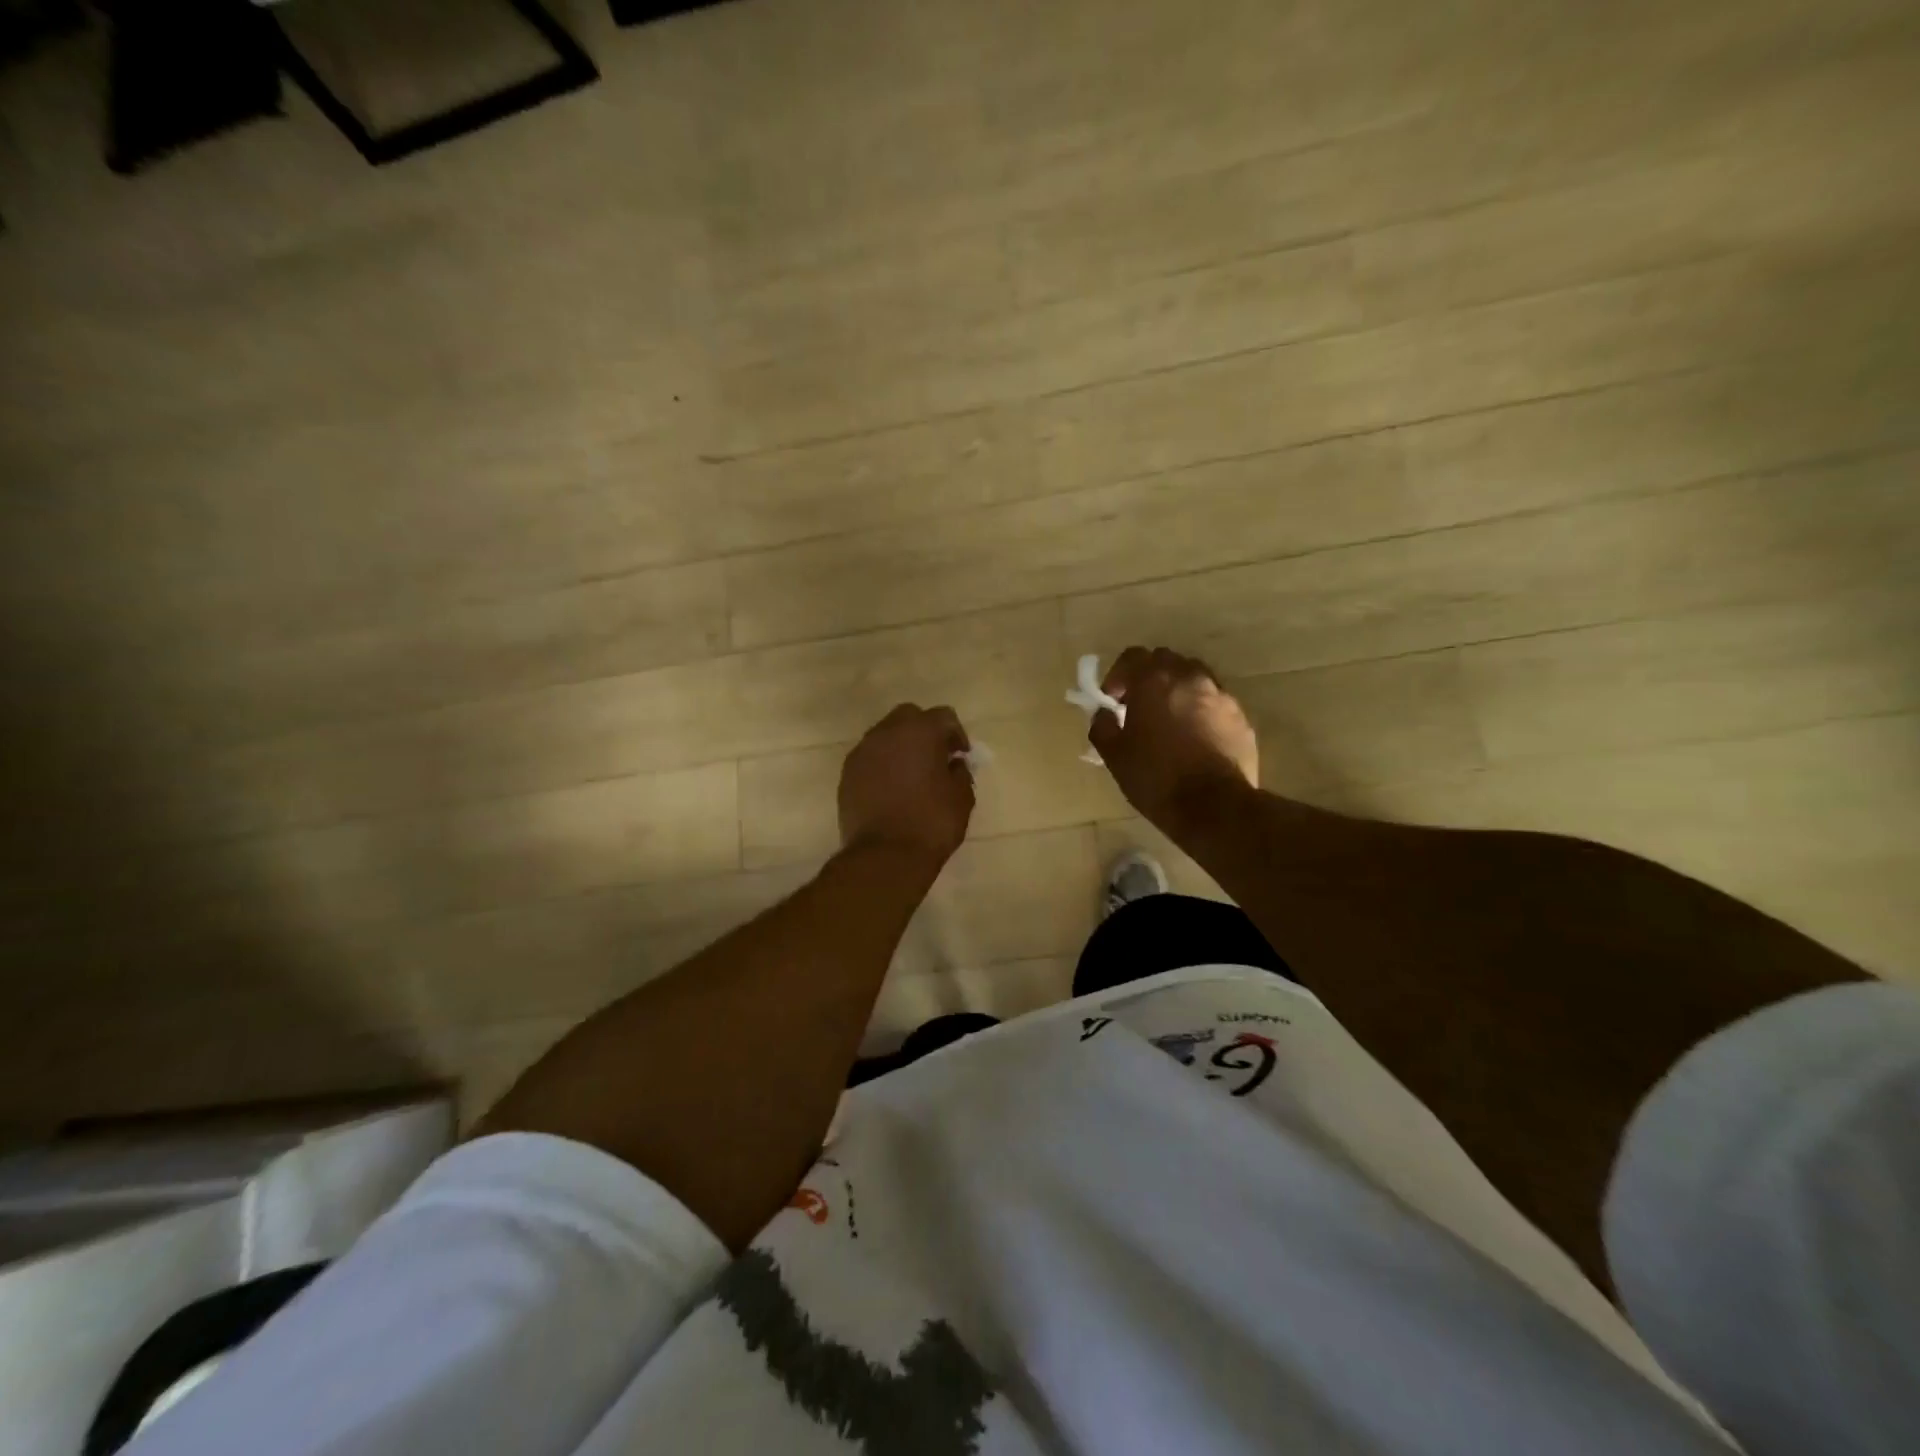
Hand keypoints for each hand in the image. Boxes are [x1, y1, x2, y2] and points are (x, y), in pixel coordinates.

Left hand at [838, 704, 975, 872]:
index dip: (956, 734)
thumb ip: (960, 772)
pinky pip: (869, 758)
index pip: (943, 716)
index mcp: (920, 731)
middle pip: (908, 717)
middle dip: (924, 731)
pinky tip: (891, 789)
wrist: (885, 856)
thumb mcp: (962, 798)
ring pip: (884, 735)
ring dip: (900, 747)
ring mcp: (862, 752)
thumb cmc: (931, 823)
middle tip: (935, 757)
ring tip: (911, 775)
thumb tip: (954, 764)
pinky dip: (882, 765)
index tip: (961, 756)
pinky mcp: (847, 774)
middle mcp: (887, 732)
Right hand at [1089, 647, 1258, 832]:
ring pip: (1195, 679)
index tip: (1113, 701)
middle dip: (1150, 678)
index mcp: (1154, 681)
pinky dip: (1202, 712)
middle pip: (1166, 661)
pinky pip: (1216, 703)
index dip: (1118, 675)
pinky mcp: (1241, 717)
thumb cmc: (1156, 778)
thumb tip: (1103, 714)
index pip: (1132, 656)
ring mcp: (1220, 696)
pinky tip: (1196, 739)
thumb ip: (1102, 726)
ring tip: (1171, 721)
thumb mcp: (1114, 756)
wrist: (1214, 806)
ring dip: (1178, 691)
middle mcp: (1190, 678)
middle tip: (1140, 707)